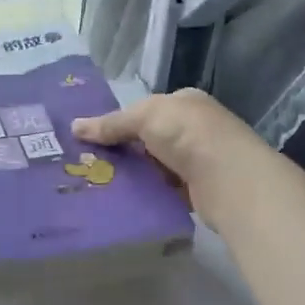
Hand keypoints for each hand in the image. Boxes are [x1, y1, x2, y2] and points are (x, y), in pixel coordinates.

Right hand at [72, 89, 272, 229]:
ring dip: (134, 175)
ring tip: (100, 185)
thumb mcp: (144, 117)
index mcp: (185, 103)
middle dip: (123, 151)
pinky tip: (126, 201)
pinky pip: (165, 190)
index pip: (146, 110)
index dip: (119, 123)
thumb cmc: (188, 134)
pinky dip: (148, 194)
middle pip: (149, 139)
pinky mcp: (199, 190)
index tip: (93, 139)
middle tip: (89, 165)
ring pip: (155, 167)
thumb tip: (74, 126)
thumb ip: (111, 123)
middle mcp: (194, 128)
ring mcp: (199, 160)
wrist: (229, 178)